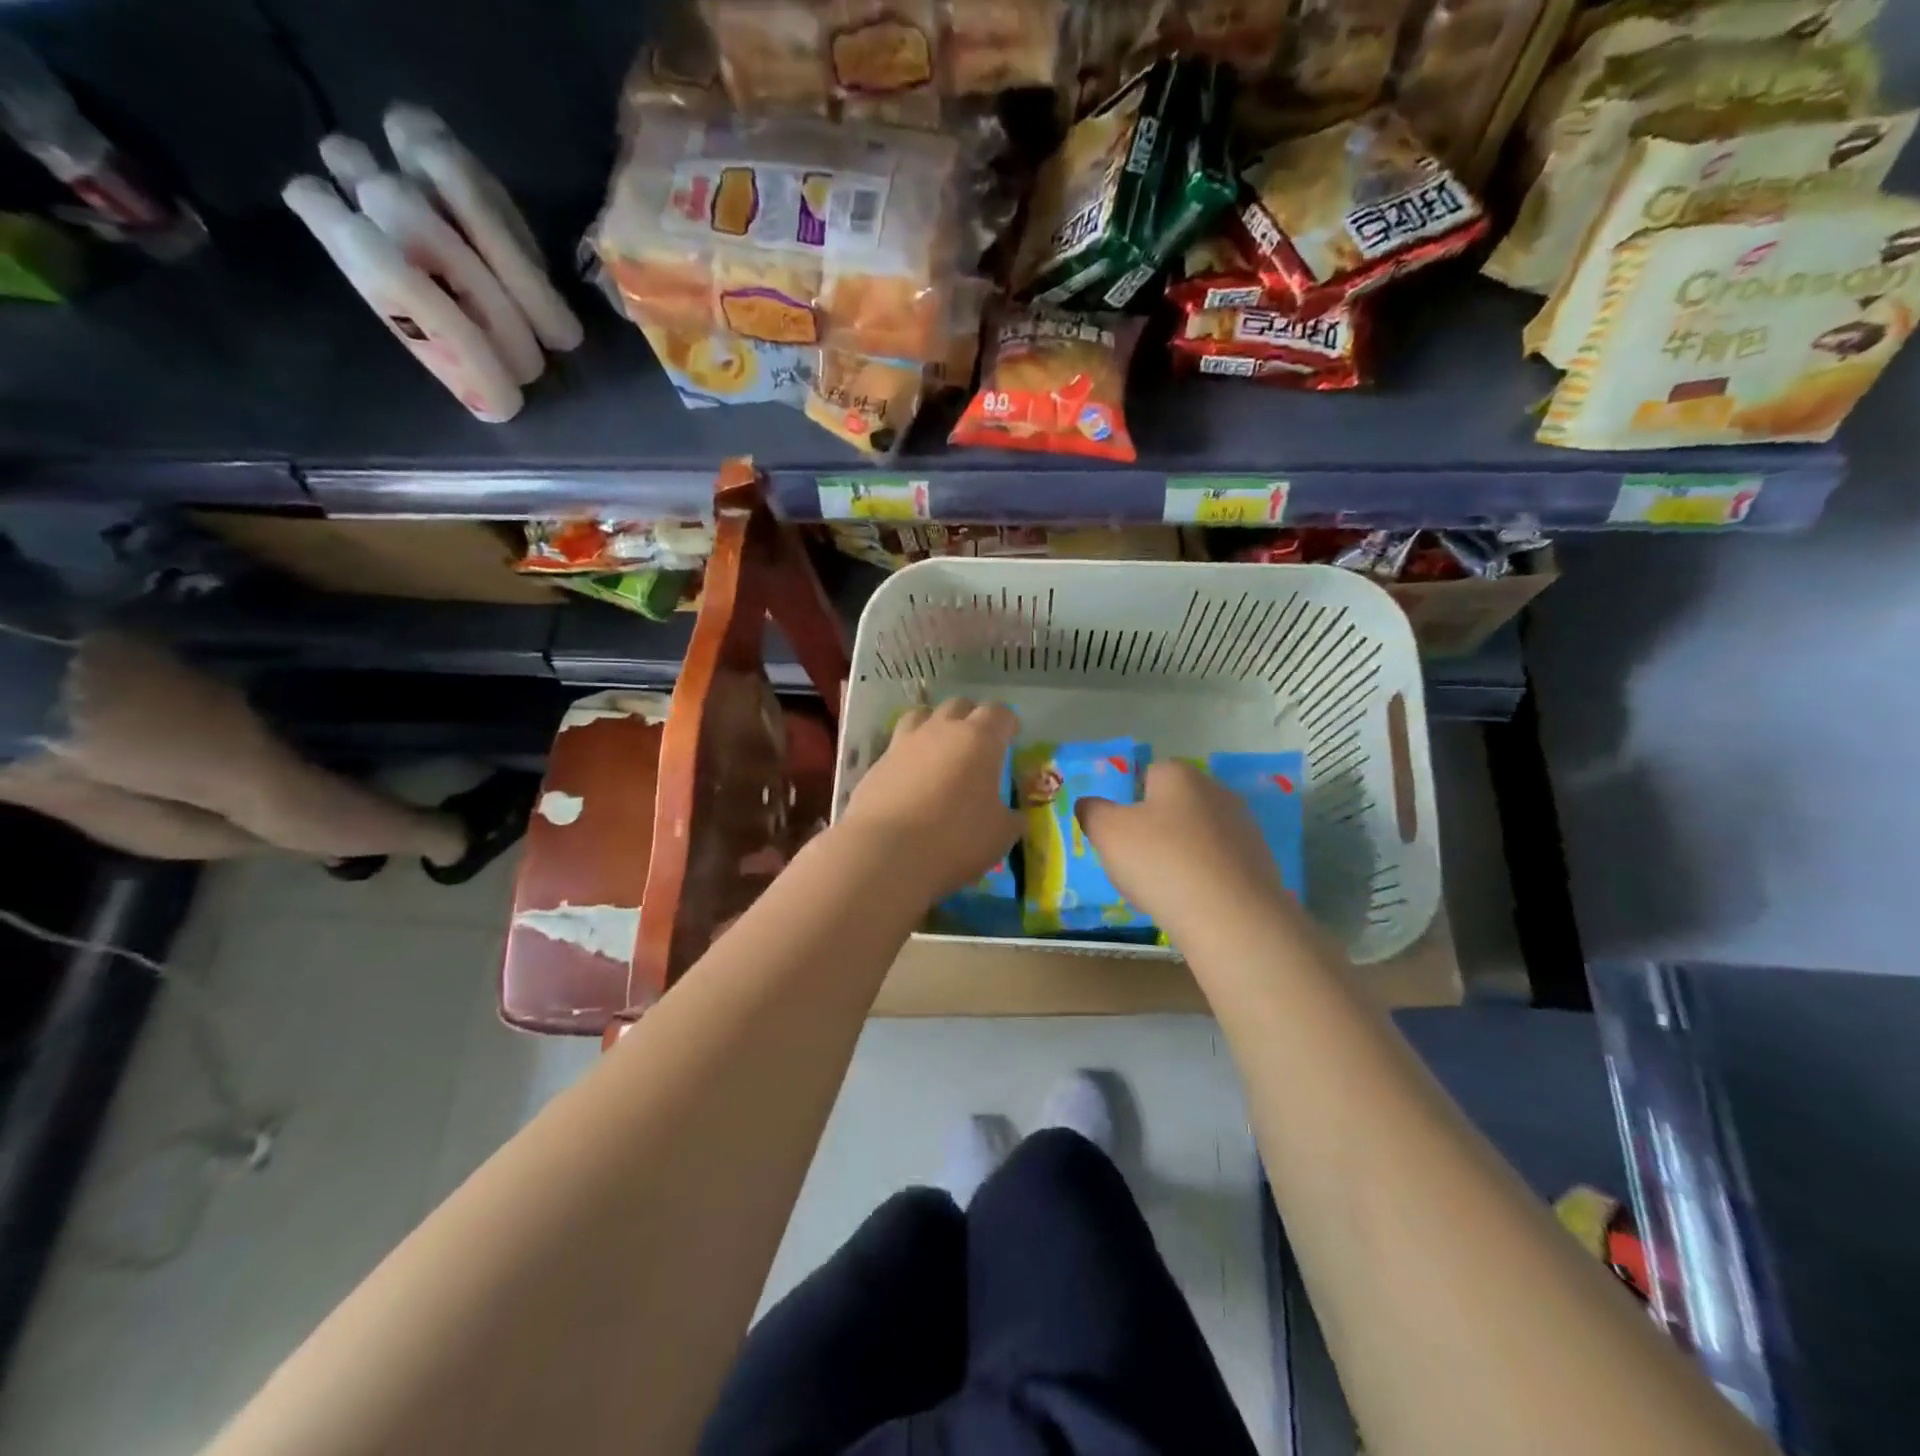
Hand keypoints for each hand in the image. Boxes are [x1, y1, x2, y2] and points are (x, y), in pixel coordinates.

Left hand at [839, 698, 1021, 901]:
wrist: (885, 853)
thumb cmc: (955, 839)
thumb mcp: (1000, 835)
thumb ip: (1011, 818)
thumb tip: (1014, 815)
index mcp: (980, 739)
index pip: (1000, 713)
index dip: (1008, 723)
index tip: (1011, 737)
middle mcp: (941, 730)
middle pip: (959, 705)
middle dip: (972, 718)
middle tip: (978, 744)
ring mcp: (904, 743)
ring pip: (922, 716)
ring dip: (935, 725)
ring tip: (940, 750)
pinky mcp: (877, 763)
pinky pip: (898, 746)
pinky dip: (909, 755)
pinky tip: (911, 778)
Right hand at [1078, 760, 1295, 935]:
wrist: (1230, 917)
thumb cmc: (1161, 862)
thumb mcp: (1107, 833)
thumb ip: (1092, 812)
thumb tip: (1089, 804)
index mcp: (1180, 775)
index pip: (1149, 773)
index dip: (1130, 801)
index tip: (1119, 833)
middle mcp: (1217, 792)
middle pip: (1175, 805)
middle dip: (1156, 828)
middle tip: (1135, 862)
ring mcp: (1244, 828)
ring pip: (1198, 836)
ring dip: (1180, 854)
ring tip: (1163, 889)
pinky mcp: (1260, 863)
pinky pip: (1218, 864)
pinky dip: (1203, 878)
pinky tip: (1191, 902)